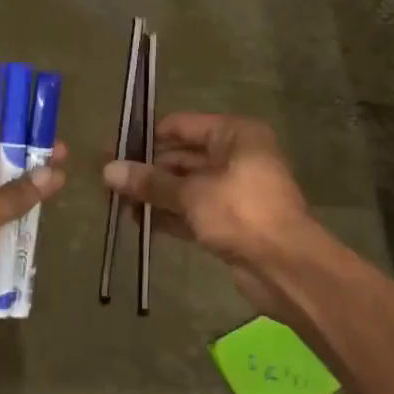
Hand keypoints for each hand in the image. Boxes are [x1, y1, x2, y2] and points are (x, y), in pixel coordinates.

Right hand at [102, 113, 311, 318]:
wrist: (286, 268)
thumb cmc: (241, 213)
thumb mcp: (191, 194)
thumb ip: (150, 182)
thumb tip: (108, 170)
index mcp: (235, 135)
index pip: (182, 126)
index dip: (148, 138)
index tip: (114, 150)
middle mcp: (236, 157)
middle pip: (182, 157)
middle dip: (147, 170)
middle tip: (110, 181)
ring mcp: (234, 191)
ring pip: (186, 186)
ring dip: (155, 194)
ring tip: (117, 203)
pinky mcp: (231, 222)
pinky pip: (193, 211)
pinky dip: (169, 215)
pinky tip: (139, 223)